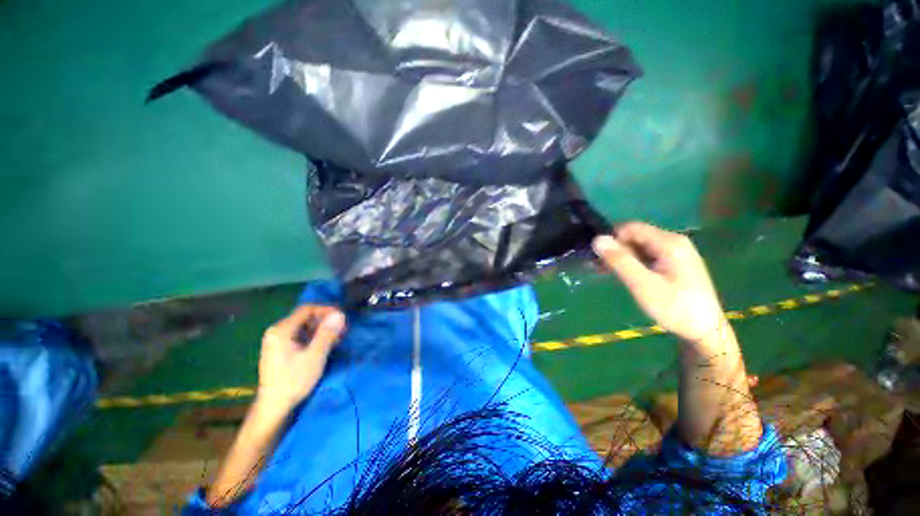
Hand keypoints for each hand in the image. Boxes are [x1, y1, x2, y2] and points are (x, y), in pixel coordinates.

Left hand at [256, 305, 345, 413]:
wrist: (274, 406)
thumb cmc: (293, 381)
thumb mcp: (314, 357)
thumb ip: (327, 334)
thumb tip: (340, 314)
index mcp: (281, 330)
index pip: (307, 309)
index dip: (326, 310)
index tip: (342, 317)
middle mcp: (277, 331)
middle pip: (305, 317)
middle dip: (325, 321)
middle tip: (342, 329)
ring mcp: (277, 340)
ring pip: (304, 326)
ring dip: (321, 329)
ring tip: (337, 338)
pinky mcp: (280, 348)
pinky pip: (300, 335)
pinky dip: (314, 336)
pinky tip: (325, 344)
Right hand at [592, 222, 728, 345]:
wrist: (705, 331)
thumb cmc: (674, 307)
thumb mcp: (642, 284)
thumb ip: (620, 260)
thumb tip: (597, 239)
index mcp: (669, 242)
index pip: (631, 228)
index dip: (612, 239)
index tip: (600, 257)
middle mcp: (673, 242)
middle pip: (635, 236)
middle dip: (616, 249)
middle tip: (601, 268)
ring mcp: (675, 252)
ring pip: (640, 247)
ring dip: (622, 257)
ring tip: (608, 273)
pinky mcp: (674, 263)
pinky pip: (647, 256)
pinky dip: (633, 263)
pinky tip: (624, 275)